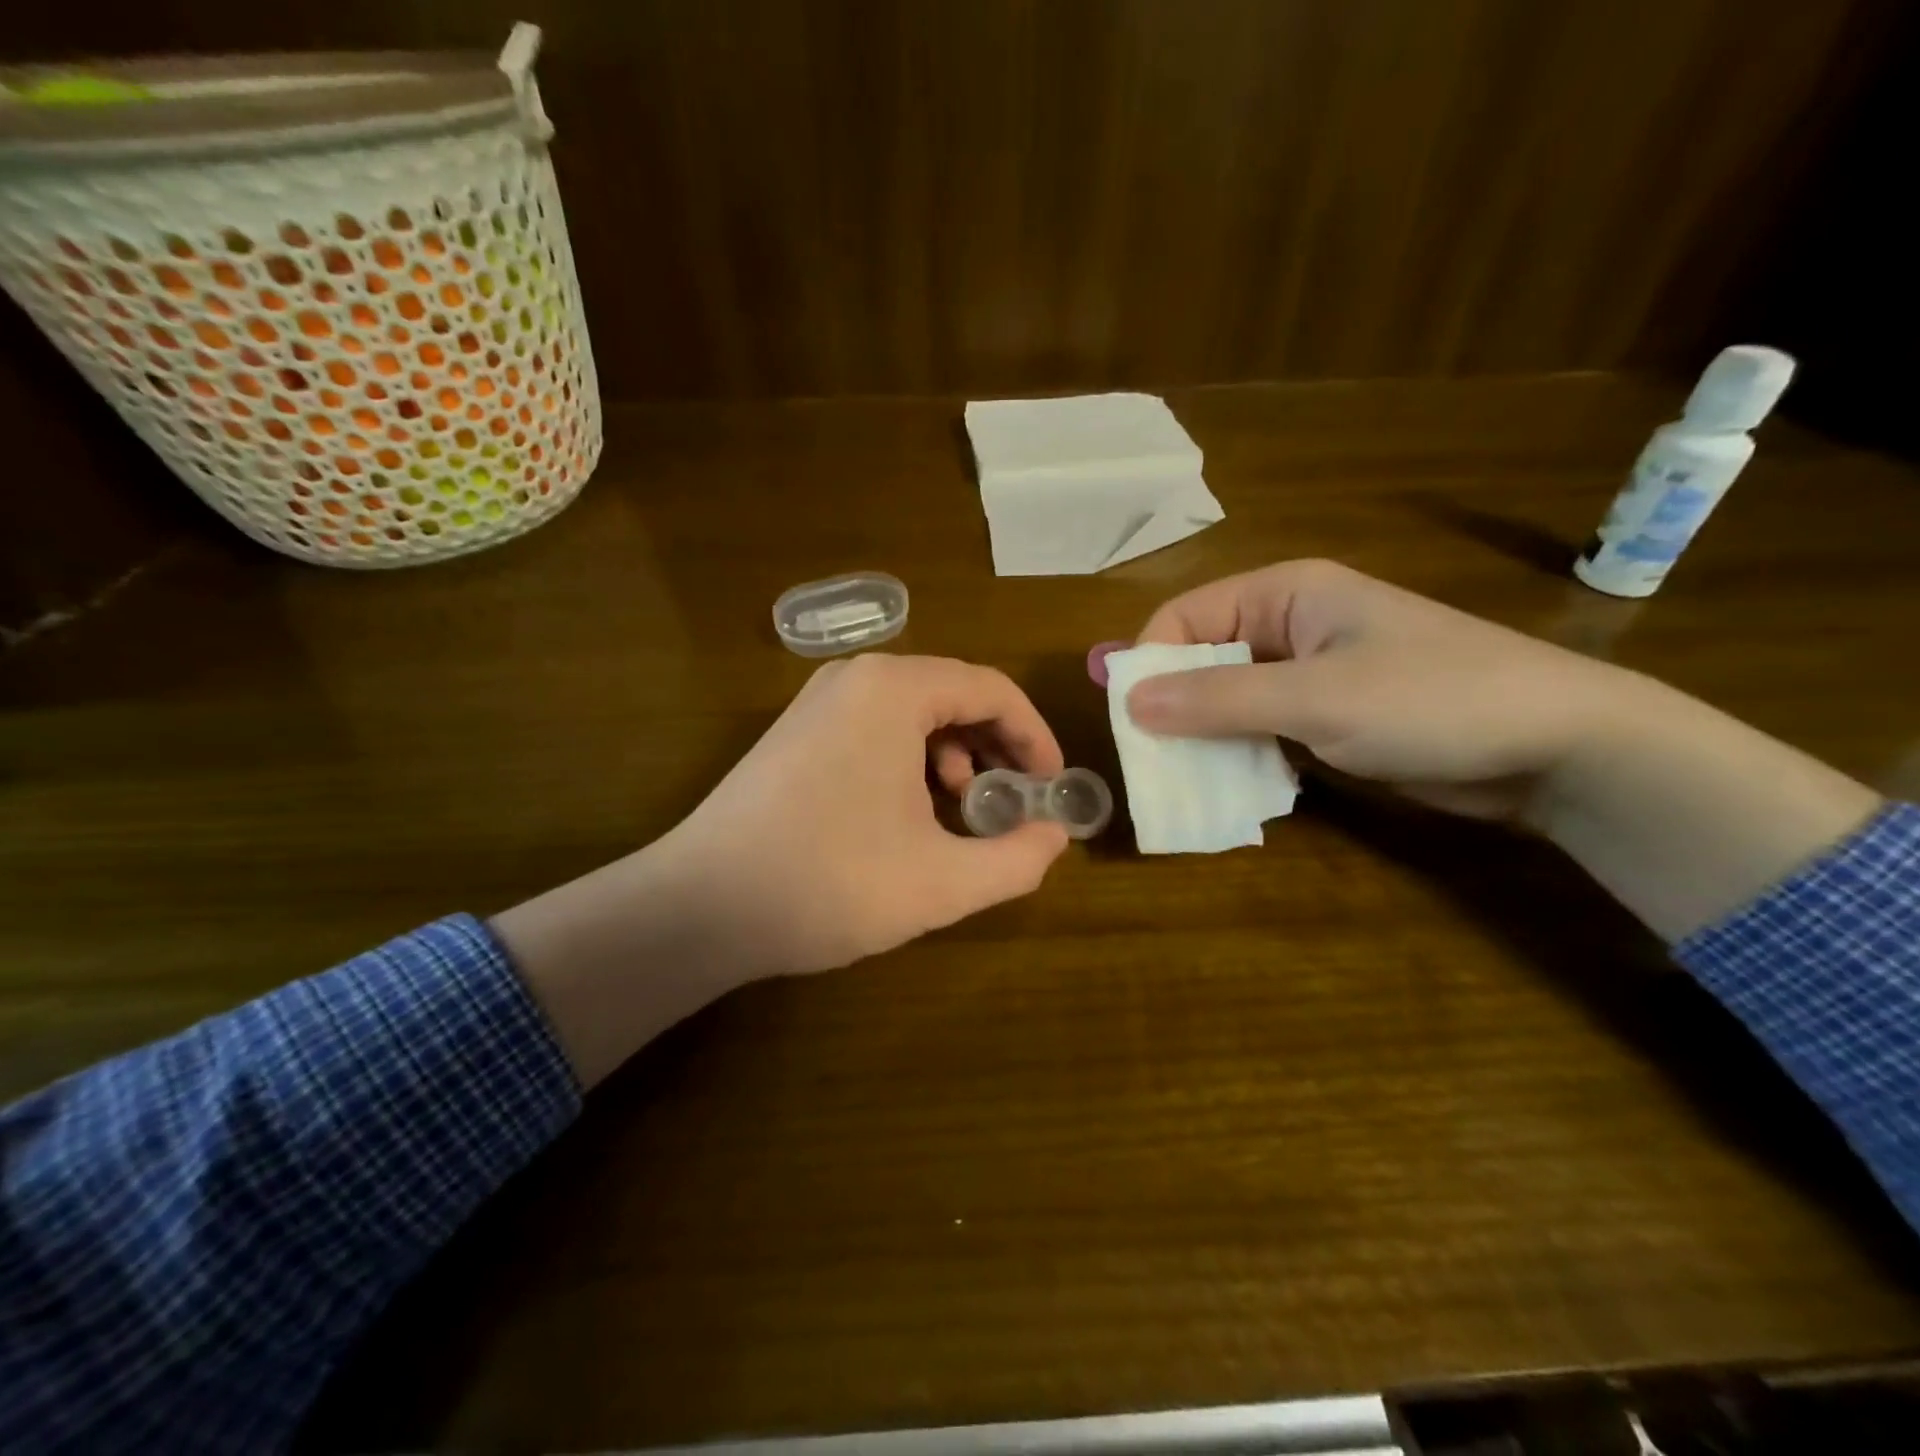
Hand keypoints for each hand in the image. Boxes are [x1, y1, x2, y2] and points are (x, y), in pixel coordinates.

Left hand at [669, 652, 1069, 972]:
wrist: (701, 907)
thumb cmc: (830, 883)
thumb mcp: (942, 882)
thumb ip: (1016, 859)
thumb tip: (1054, 835)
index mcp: (895, 690)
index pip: (991, 690)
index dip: (1033, 736)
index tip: (1052, 784)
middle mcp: (855, 677)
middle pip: (952, 694)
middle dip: (995, 745)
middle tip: (1016, 798)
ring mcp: (817, 702)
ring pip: (913, 713)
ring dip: (954, 754)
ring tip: (963, 806)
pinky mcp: (795, 732)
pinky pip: (875, 728)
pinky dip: (911, 760)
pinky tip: (909, 811)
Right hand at [1127, 558, 1620, 818]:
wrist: (1557, 747)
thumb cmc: (1431, 701)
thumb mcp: (1315, 699)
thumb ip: (1217, 699)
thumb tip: (1126, 701)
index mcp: (1284, 593)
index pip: (1183, 618)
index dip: (1148, 663)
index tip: (1130, 720)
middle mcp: (1289, 625)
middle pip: (1200, 659)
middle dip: (1172, 707)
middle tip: (1152, 760)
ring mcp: (1309, 674)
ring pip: (1227, 700)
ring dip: (1204, 738)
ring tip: (1185, 781)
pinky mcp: (1327, 717)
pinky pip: (1260, 730)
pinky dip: (1240, 756)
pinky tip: (1231, 787)